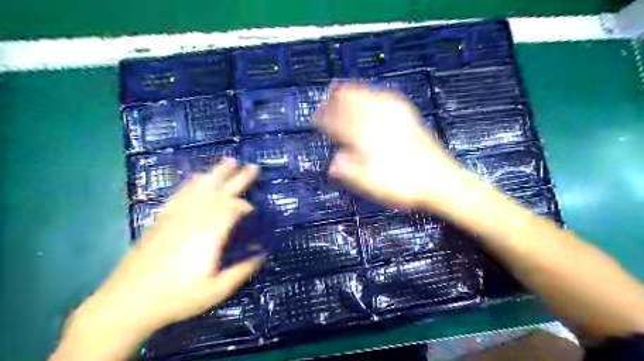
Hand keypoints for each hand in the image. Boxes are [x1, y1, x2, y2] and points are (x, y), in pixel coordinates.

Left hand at [49, 159, 260, 360]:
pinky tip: (198, 177)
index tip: (254, 211)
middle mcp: (193, 219)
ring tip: (229, 161)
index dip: (246, 206)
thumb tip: (261, 255)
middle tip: (253, 166)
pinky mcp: (162, 219)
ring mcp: (175, 217)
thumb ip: (241, 271)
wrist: (127, 302)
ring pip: (200, 188)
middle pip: (219, 192)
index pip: (231, 209)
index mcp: (208, 235)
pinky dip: (192, 183)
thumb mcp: (215, 291)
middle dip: (238, 178)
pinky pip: (181, 194)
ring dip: (216, 173)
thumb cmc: (176, 298)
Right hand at [315, 83, 470, 209]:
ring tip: (339, 87)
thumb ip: (348, 171)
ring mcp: (394, 116)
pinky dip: (372, 91)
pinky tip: (371, 92)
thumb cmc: (402, 185)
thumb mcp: (370, 184)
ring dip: (350, 91)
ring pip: (366, 96)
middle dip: (335, 102)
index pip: (339, 124)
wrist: (440, 180)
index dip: (325, 120)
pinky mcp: (407, 116)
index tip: (315, 118)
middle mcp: (377, 121)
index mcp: (365, 137)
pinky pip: (385, 96)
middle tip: (324, 100)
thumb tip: (333, 162)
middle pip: (351, 105)